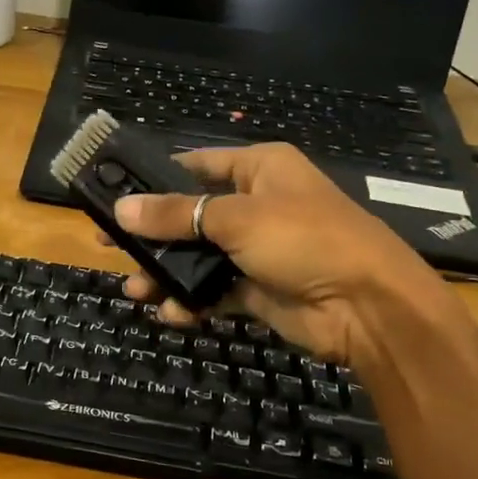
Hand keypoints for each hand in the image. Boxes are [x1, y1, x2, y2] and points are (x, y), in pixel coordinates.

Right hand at [110, 143, 459, 364]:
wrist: (367, 307)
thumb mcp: (236, 219)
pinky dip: (192, 301)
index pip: (195, 165)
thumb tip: (121, 209)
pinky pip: (213, 291)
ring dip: (166, 273)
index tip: (113, 194)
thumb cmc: (305, 240)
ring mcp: (256, 249)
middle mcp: (256, 205)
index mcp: (259, 170)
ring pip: (197, 257)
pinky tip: (172, 313)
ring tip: (135, 290)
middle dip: (152, 235)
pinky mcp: (257, 288)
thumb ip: (176, 215)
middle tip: (109, 247)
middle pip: (189, 215)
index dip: (154, 179)